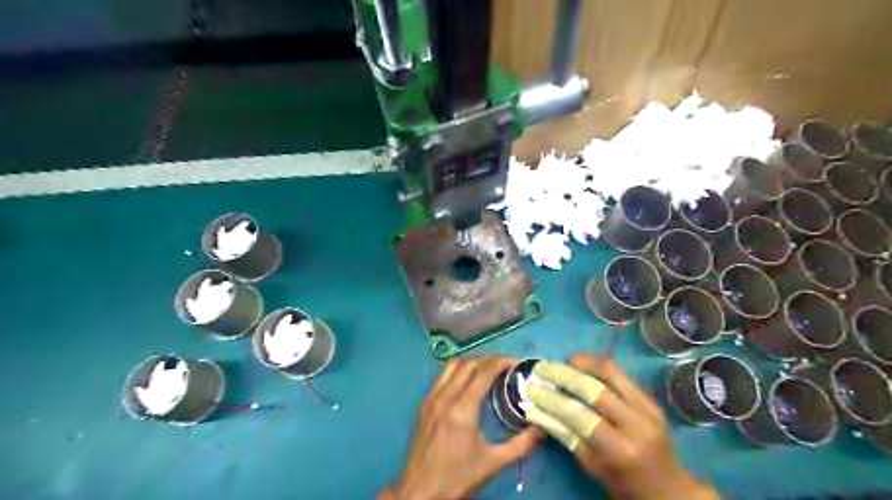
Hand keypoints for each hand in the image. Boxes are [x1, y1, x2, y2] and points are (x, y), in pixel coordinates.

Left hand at [377, 355, 539, 498]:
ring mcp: (431, 398)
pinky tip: (466, 381)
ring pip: (452, 365)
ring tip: (487, 369)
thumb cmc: (457, 478)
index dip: (501, 362)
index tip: (516, 362)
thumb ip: (520, 445)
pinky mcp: (423, 404)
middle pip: (468, 364)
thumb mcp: (493, 464)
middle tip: (505, 365)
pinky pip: (441, 376)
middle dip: (488, 359)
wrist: (420, 491)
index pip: (483, 372)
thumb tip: (542, 430)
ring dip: (471, 361)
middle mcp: (445, 397)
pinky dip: (457, 370)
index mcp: (462, 408)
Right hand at [524, 356, 719, 499]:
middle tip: (544, 368)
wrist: (669, 488)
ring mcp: (648, 408)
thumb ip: (565, 435)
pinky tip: (584, 366)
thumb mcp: (591, 466)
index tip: (532, 388)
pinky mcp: (652, 400)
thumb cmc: (624, 484)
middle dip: (564, 374)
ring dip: (584, 362)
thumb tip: (538, 409)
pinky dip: (598, 366)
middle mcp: (637, 423)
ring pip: (611, 372)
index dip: (552, 399)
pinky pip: (621, 374)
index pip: (578, 415)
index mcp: (620, 449)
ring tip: (564, 361)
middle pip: (594, 388)